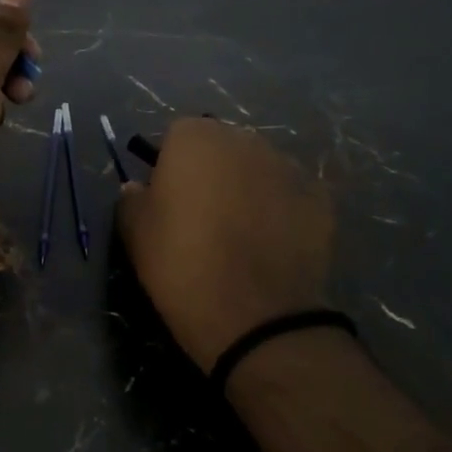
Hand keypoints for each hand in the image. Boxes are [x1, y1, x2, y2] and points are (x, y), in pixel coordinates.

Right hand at [116, 118, 334, 370]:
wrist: (256, 315)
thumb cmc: (182, 265)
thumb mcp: (135, 234)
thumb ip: (131, 200)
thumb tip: (138, 188)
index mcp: (196, 137)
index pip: (177, 135)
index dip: (170, 166)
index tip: (167, 200)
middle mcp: (245, 139)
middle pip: (222, 146)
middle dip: (213, 171)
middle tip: (203, 216)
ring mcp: (288, 166)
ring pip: (259, 169)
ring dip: (249, 188)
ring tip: (243, 233)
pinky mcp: (320, 198)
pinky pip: (291, 195)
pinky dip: (282, 211)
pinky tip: (274, 245)